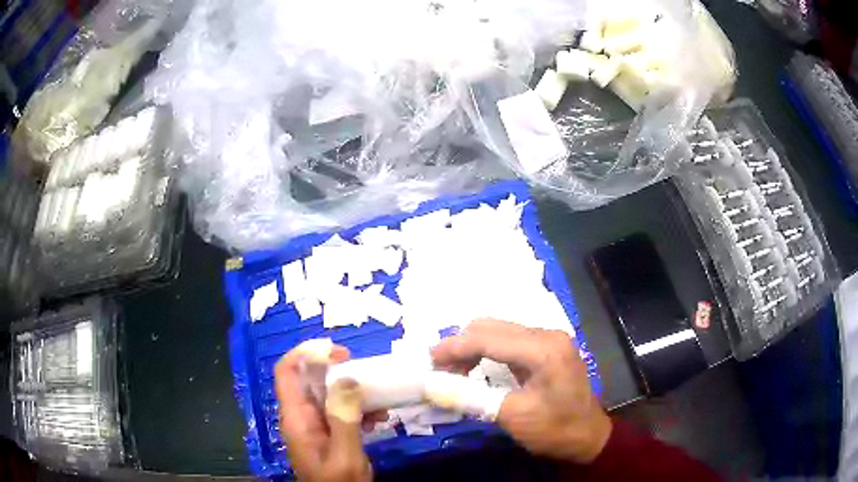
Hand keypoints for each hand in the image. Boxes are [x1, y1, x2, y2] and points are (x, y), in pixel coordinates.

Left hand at [275, 344, 383, 481]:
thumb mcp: (344, 454)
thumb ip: (344, 418)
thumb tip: (347, 378)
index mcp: (296, 418)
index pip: (287, 372)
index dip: (306, 353)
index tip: (338, 352)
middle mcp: (301, 416)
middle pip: (309, 379)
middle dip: (336, 371)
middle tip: (364, 372)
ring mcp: (314, 425)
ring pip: (327, 394)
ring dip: (352, 392)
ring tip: (378, 398)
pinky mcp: (328, 434)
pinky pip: (339, 412)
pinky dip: (358, 410)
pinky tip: (380, 419)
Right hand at [431, 318, 611, 463]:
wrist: (588, 438)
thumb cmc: (555, 429)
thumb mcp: (512, 416)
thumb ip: (470, 397)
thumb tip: (431, 386)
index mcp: (543, 348)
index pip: (488, 337)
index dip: (454, 347)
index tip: (428, 361)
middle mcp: (546, 335)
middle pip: (492, 327)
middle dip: (461, 345)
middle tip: (439, 369)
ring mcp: (548, 340)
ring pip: (498, 331)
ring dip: (472, 347)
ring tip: (453, 371)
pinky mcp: (546, 349)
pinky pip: (509, 341)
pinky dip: (486, 351)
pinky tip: (475, 367)